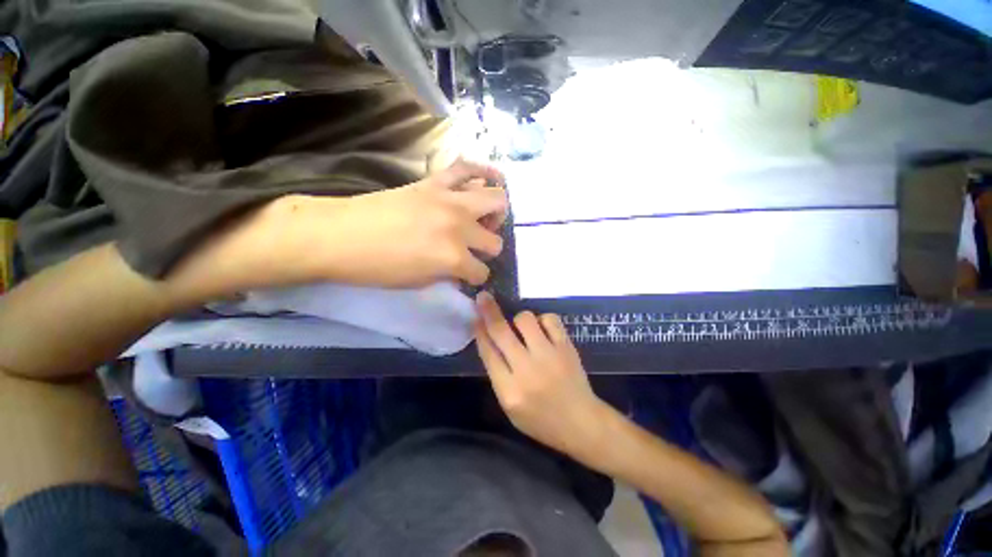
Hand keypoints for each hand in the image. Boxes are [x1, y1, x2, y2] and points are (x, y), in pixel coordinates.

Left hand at [224, 159, 508, 289]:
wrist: (339, 235)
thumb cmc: (377, 267)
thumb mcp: (419, 282)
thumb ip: (449, 274)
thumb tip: (462, 270)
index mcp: (453, 258)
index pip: (481, 272)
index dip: (476, 277)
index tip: (467, 276)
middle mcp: (460, 228)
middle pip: (495, 241)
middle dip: (488, 250)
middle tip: (475, 249)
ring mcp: (450, 200)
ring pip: (496, 199)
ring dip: (495, 214)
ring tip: (485, 219)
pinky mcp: (435, 182)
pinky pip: (467, 168)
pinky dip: (483, 172)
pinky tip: (489, 179)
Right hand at [474, 292, 611, 459]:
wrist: (581, 423)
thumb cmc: (540, 420)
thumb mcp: (510, 407)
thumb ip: (498, 375)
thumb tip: (488, 340)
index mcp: (509, 390)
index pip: (488, 352)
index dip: (479, 331)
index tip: (475, 316)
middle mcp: (527, 370)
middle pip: (501, 332)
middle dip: (489, 311)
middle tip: (484, 297)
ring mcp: (549, 356)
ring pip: (525, 319)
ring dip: (519, 319)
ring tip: (523, 328)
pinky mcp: (566, 347)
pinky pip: (550, 319)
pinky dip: (543, 320)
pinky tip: (542, 329)